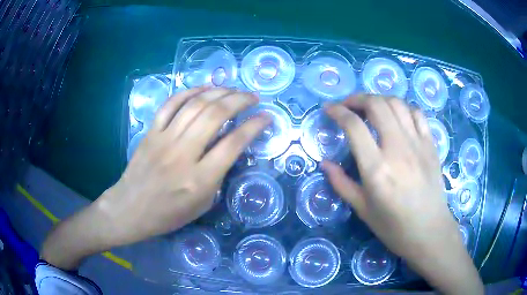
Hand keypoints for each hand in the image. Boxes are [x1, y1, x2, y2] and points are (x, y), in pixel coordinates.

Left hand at [101, 87, 270, 245]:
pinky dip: (190, 91)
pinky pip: (171, 104)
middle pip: (216, 115)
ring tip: (233, 90)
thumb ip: (218, 174)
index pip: (233, 143)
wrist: (131, 209)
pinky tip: (204, 89)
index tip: (267, 117)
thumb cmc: (169, 214)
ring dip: (219, 92)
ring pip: (195, 104)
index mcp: (199, 179)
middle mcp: (183, 154)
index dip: (254, 126)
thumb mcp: (203, 204)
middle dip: (240, 100)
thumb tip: (230, 147)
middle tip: (253, 97)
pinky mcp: (151, 132)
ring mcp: (164, 139)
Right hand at [323, 95, 482, 293]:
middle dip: (357, 98)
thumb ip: (341, 183)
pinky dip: (403, 108)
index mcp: (377, 169)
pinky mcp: (431, 145)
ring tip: (371, 109)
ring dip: (379, 99)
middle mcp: (398, 149)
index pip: (354, 126)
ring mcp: (418, 144)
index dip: (337, 112)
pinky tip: (397, 116)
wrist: (429, 231)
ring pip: (397, 104)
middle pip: (377, 105)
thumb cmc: (394, 227)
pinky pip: (417, 113)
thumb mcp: (362, 210)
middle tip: (348, 106)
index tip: (329, 109)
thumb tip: (324, 163)